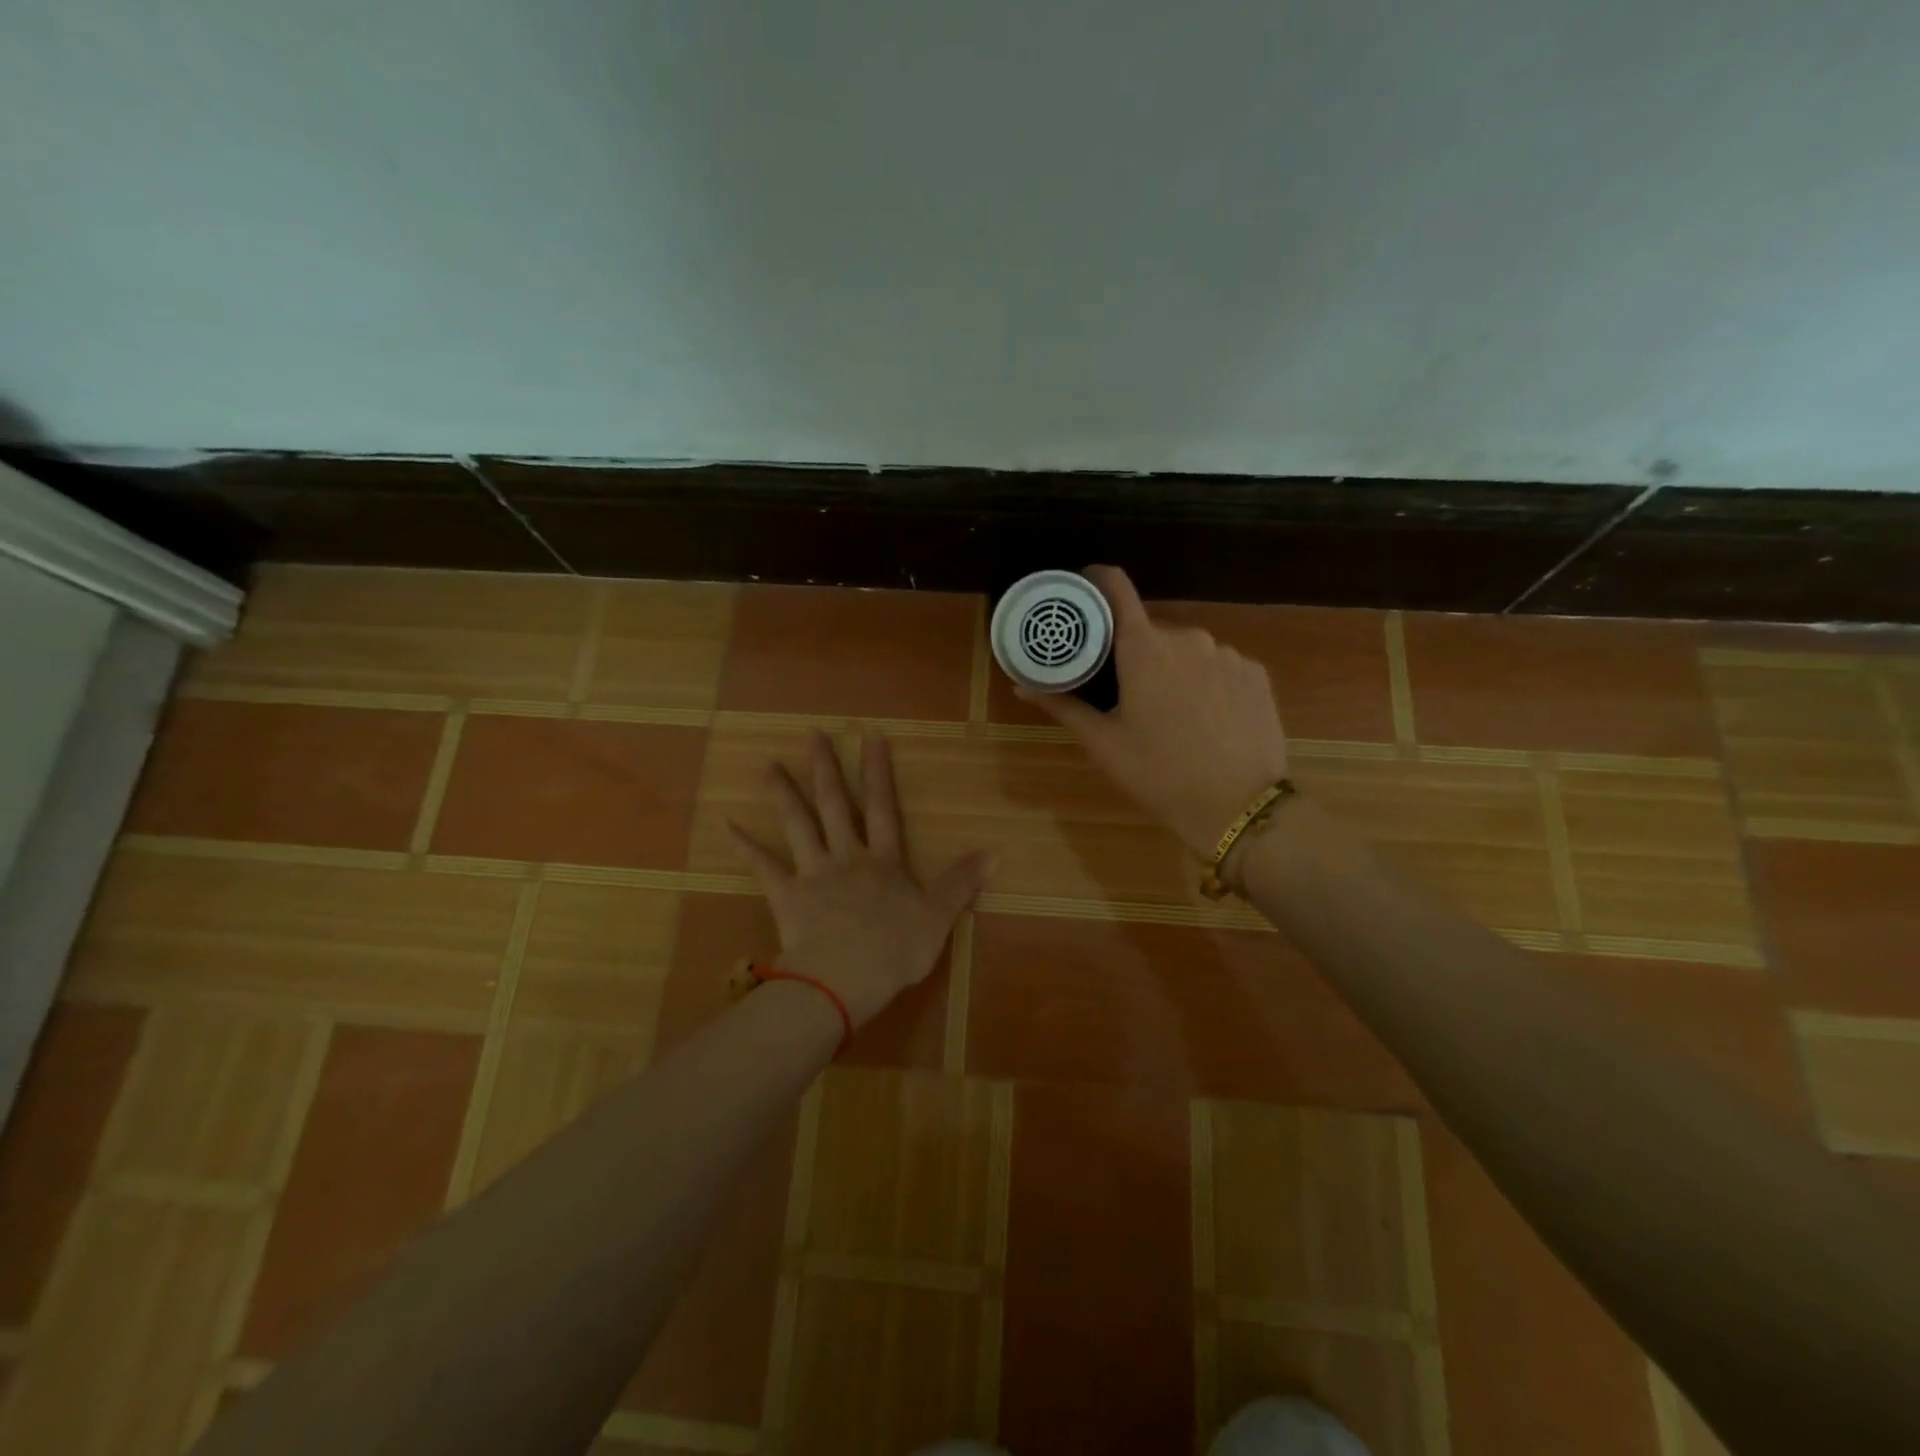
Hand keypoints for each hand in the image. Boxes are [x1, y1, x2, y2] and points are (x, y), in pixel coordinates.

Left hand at [727, 730, 993, 1026]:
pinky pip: (763, 866)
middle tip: (812, 735)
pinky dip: (744, 846)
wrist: (843, 980)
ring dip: (783, 793)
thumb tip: (994, 852)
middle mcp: (847, 857)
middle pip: (834, 805)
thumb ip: (961, 883)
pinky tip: (726, 825)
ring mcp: (813, 873)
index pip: (882, 807)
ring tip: (767, 765)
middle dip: (826, 768)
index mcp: (884, 862)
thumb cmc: (894, 951)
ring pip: (797, 825)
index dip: (878, 772)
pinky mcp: (786, 895)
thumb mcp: (938, 918)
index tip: (871, 736)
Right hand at [1017, 565, 1290, 860]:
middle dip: (1133, 652)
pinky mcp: (1257, 674)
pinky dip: (1206, 681)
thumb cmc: (1159, 774)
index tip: (1082, 593)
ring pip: (1187, 649)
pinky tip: (1207, 718)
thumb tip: (1021, 685)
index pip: (1116, 587)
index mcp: (1144, 648)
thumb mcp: (1104, 743)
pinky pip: (1220, 665)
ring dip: (1172, 668)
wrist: (1239, 808)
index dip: (1095, 581)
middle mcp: (1188, 637)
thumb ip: (1063, 705)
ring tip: (1169, 713)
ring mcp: (1228, 654)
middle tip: (1122, 691)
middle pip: (1150, 630)